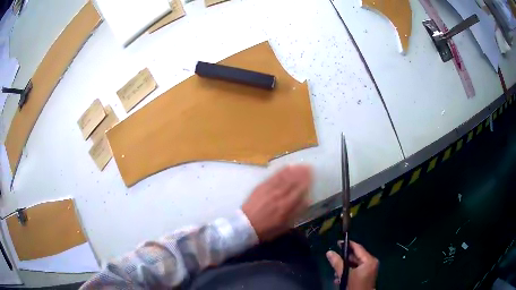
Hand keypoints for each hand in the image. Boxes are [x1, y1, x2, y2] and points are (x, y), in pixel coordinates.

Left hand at [242, 165, 311, 241]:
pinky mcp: (261, 187)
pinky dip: (281, 171)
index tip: (312, 174)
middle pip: (292, 182)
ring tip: (299, 165)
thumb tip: (307, 200)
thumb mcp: (285, 225)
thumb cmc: (267, 229)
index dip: (306, 181)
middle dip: (301, 173)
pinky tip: (286, 167)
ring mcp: (269, 190)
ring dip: (292, 170)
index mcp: (286, 206)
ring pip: (283, 177)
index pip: (299, 190)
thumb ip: (296, 212)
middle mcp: (279, 195)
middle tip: (308, 166)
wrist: (246, 225)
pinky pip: (273, 177)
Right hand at [326, 241, 378, 289]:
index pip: (358, 248)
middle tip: (333, 257)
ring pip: (355, 263)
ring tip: (335, 270)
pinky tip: (339, 277)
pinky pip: (357, 269)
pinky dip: (349, 271)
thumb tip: (329, 252)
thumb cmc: (354, 286)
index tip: (337, 242)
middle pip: (356, 256)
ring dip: (345, 266)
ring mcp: (370, 269)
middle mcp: (371, 262)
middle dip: (344, 258)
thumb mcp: (345, 274)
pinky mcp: (366, 275)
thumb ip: (337, 263)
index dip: (348, 244)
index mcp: (369, 260)